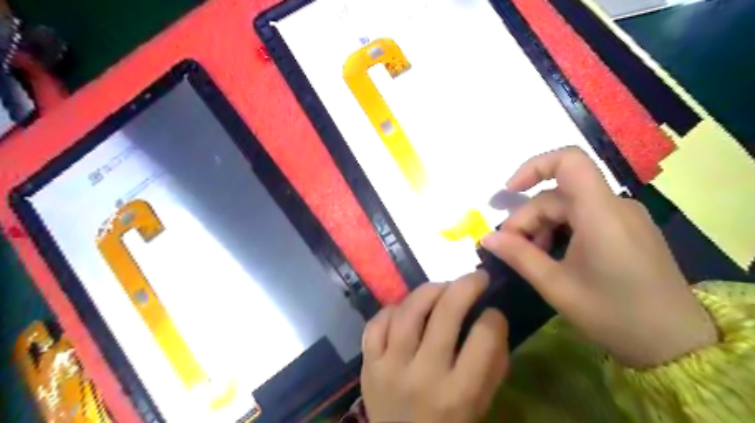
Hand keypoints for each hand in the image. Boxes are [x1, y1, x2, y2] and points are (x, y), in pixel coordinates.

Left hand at [362, 273, 513, 421]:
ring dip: (429, 290)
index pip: (483, 339)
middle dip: (466, 286)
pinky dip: (393, 309)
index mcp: (458, 394)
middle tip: (476, 277)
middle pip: (445, 314)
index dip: (494, 317)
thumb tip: (493, 319)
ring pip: (408, 311)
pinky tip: (405, 310)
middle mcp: (423, 377)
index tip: (494, 312)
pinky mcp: (368, 364)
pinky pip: (376, 324)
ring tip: (442, 287)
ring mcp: (389, 368)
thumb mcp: (480, 405)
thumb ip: (492, 365)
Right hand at [479, 147, 714, 368]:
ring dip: (542, 226)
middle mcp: (615, 205)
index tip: (509, 192)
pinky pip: (585, 217)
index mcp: (601, 213)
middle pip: (558, 194)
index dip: (533, 167)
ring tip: (532, 257)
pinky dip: (561, 230)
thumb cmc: (614, 315)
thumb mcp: (557, 286)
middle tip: (510, 249)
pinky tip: (554, 256)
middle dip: (528, 218)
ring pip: (569, 207)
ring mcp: (624, 216)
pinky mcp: (628, 229)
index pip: (569, 161)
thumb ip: (518, 256)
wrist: (677, 345)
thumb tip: (485, 238)